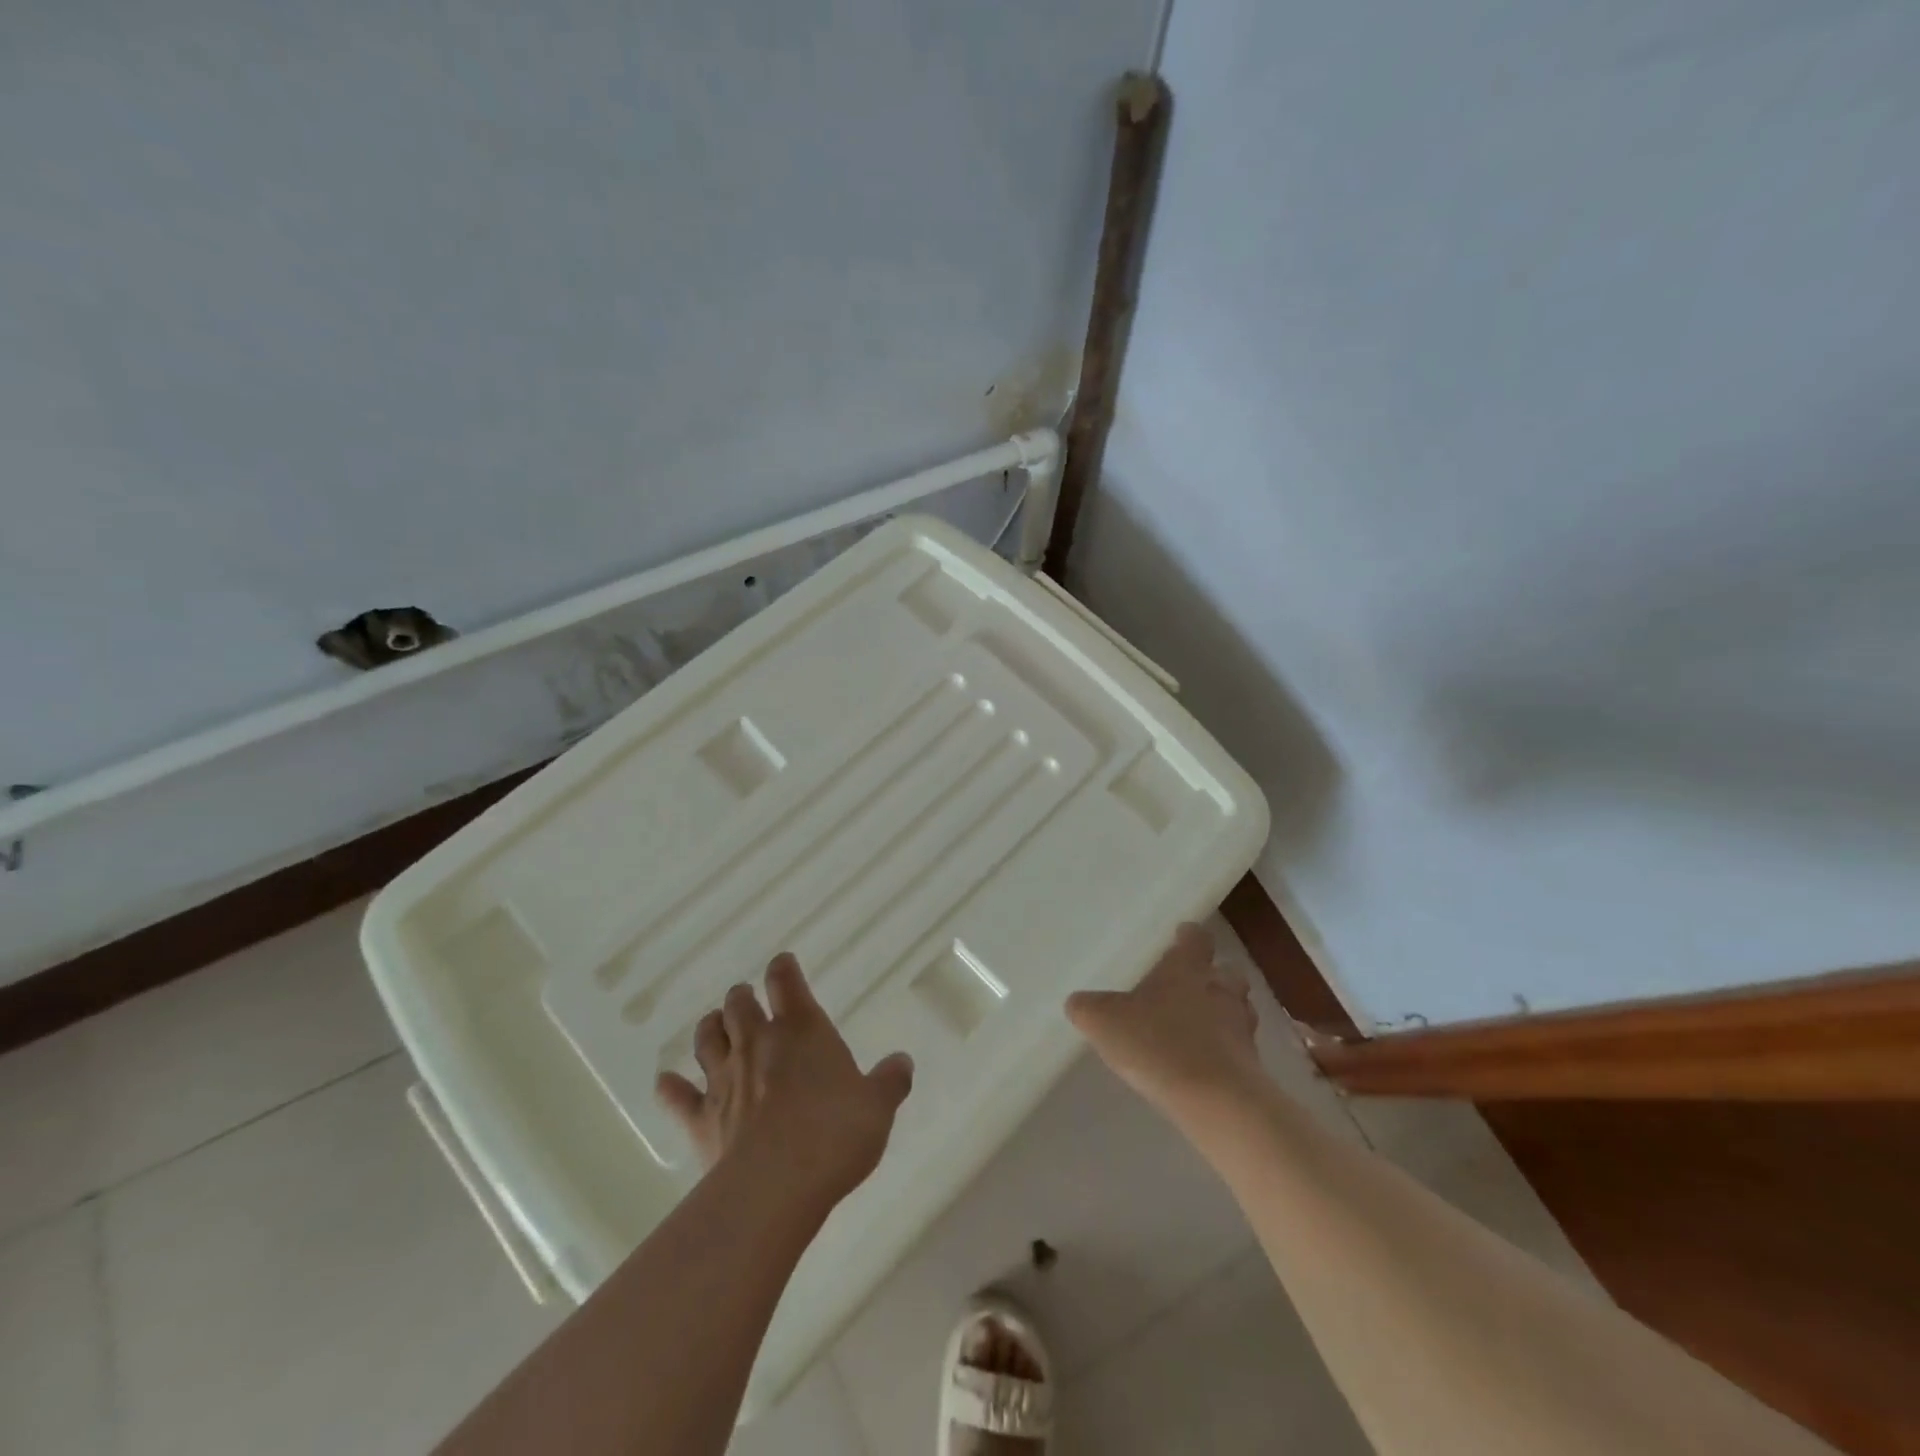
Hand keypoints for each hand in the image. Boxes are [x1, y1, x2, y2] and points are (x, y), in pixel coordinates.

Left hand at [655, 953, 914, 1210]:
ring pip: (706, 1038)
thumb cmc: (835, 1133)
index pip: (786, 980)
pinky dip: (671, 1088)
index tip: (783, 966)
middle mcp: (758, 1043)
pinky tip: (665, 1083)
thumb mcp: (878, 1106)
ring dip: (710, 1028)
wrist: (777, 1186)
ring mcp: (724, 1079)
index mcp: (801, 1029)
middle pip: (739, 1003)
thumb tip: (903, 1062)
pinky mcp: (701, 1119)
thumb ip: (890, 1081)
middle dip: (742, 998)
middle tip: (748, 1001)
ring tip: (716, 1028)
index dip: (784, 969)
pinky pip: (678, 1097)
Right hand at [1067, 923, 1262, 1119]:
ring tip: (1198, 1028)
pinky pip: (1239, 1048)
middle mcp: (1219, 989)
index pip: (1196, 938)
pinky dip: (1225, 1051)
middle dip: (1212, 976)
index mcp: (1187, 968)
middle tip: (1189, 986)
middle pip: (1227, 972)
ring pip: (1238, 1009)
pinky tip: (1204, 1064)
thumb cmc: (1158, 1044)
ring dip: (1222, 1014)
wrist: (1216, 1101)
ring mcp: (1241, 1028)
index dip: (1189, 936)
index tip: (1180, 936)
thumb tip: (1077, 1002)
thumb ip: (1087, 1008)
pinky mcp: (1252, 1066)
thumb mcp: (1104, 1022)